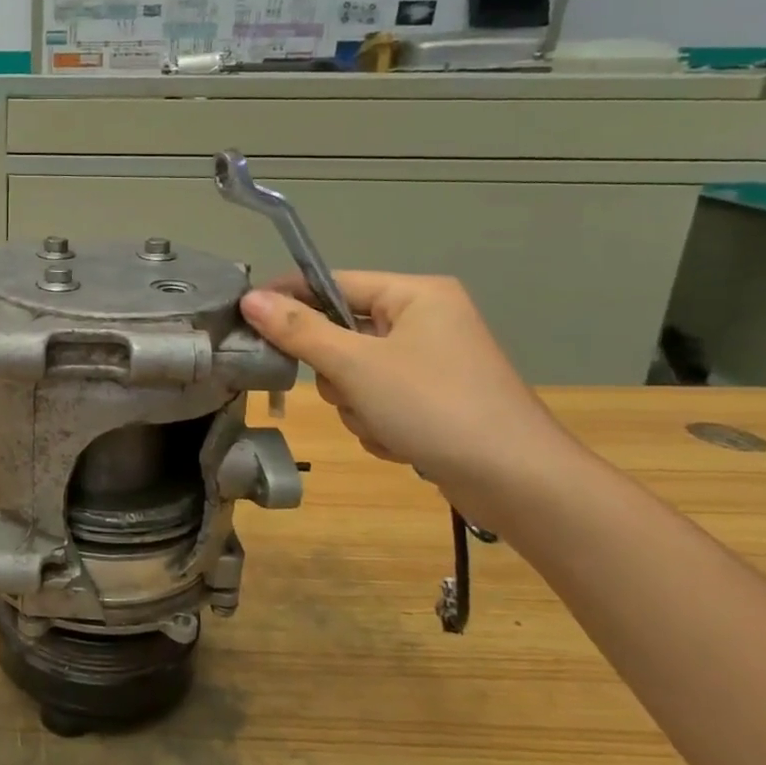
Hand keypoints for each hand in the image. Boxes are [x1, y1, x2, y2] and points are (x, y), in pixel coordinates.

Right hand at [241, 272, 571, 495]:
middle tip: (345, 390)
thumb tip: (249, 299)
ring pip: (353, 373)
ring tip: (380, 423)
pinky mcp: (432, 399)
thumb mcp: (356, 366)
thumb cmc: (435, 407)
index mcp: (415, 295)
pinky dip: (376, 421)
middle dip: (335, 371)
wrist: (519, 482)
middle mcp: (424, 320)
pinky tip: (397, 441)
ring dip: (354, 403)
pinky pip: (376, 399)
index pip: (331, 282)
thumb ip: (298, 330)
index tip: (246, 321)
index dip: (287, 299)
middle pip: (340, 332)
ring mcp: (430, 362)